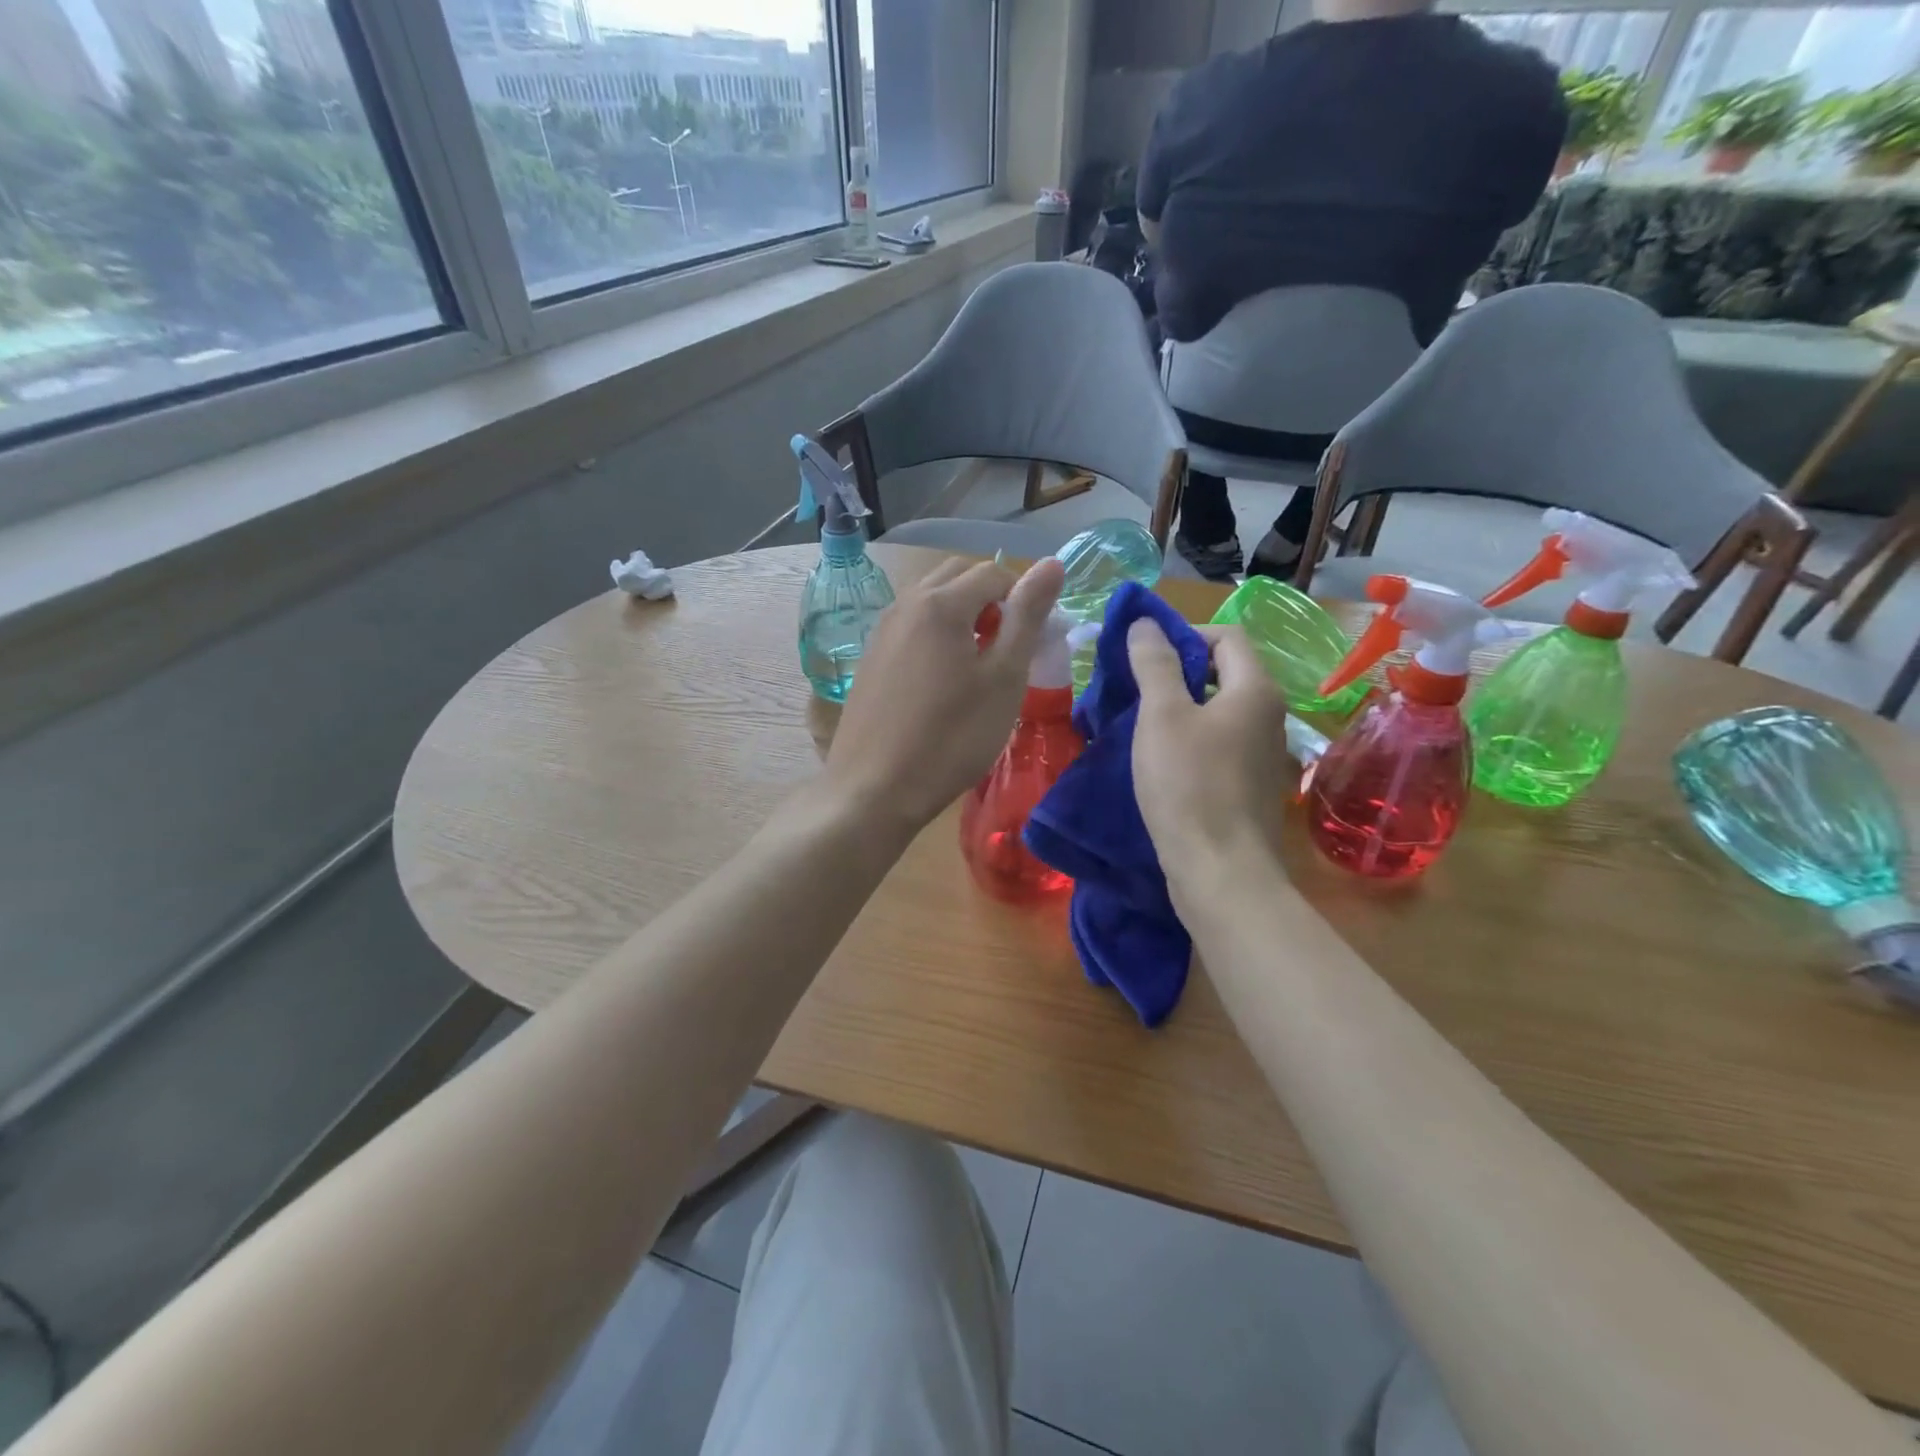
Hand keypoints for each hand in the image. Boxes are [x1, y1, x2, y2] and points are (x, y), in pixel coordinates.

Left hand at [825, 555, 1064, 831]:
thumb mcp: (1004, 678)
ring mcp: (882, 629)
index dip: (1023, 598)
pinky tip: (942, 680)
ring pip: (931, 599)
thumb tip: (1051, 563)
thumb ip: (1027, 617)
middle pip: (958, 576)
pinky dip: (935, 633)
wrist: (875, 789)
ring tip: (978, 664)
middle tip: (1007, 647)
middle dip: (990, 598)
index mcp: (941, 603)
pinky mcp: (870, 657)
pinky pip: (911, 625)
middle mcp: (905, 603)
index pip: (994, 573)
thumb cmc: (952, 737)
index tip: (1033, 641)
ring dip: (962, 614)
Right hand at [1127, 620, 1292, 899]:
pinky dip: (1189, 741)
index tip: (1144, 657)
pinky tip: (1160, 762)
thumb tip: (1146, 623)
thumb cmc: (1189, 785)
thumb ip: (1154, 664)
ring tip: (1140, 725)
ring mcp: (1262, 755)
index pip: (1227, 636)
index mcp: (1255, 690)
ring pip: (1218, 712)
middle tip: (1135, 690)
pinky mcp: (1248, 787)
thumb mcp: (1162, 716)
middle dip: (1178, 672)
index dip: (1184, 635)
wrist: (1220, 872)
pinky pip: (1218, 745)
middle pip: (1224, 673)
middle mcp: (1269, 716)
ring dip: (1180, 709)